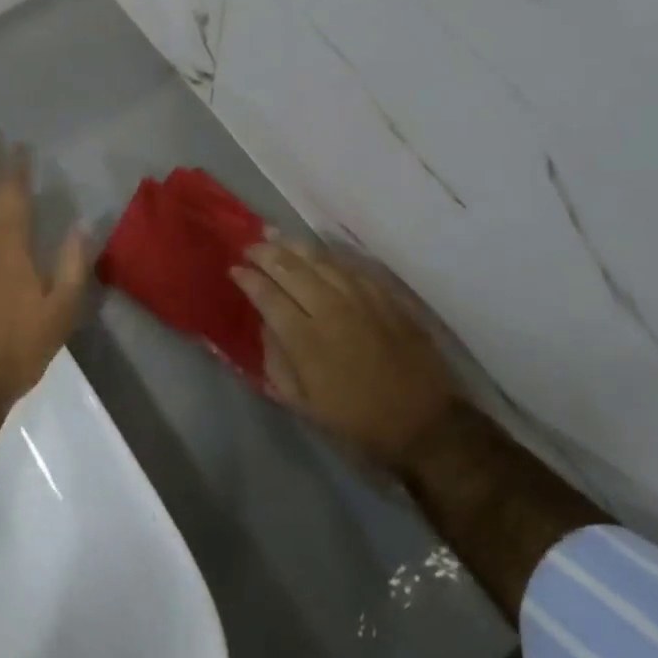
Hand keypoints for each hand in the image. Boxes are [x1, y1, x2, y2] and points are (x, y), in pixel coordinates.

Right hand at [233, 241, 460, 476]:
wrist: (423, 422)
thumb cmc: (356, 420)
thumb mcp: (303, 404)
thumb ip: (277, 362)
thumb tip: (267, 327)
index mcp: (305, 339)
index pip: (268, 296)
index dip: (248, 279)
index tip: (235, 269)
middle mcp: (330, 309)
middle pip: (291, 269)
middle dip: (265, 253)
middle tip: (251, 246)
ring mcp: (361, 298)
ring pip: (320, 260)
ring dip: (294, 246)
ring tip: (276, 235)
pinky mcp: (385, 296)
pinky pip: (350, 266)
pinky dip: (328, 257)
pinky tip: (318, 253)